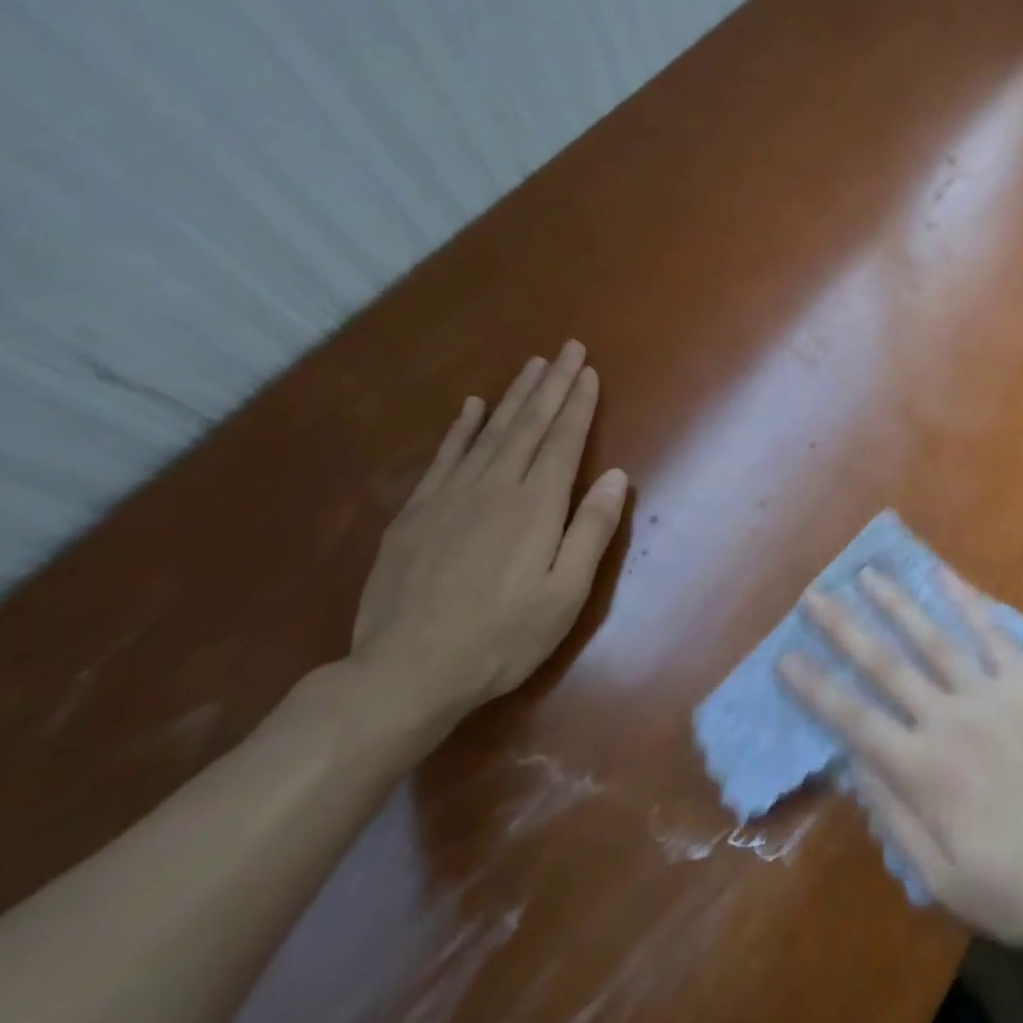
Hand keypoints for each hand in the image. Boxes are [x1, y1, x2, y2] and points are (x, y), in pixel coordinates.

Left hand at [349, 341, 628, 727]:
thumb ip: (592, 530)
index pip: (564, 440)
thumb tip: (617, 475)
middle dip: (551, 384)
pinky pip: (443, 457)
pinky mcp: (415, 514)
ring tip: (531, 365)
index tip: (589, 370)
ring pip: (489, 432)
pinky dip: (460, 428)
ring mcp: (449, 497)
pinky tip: (470, 407)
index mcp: (536, 505)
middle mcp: (494, 487)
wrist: (405, 674)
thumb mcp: (566, 593)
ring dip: (513, 396)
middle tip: (567, 348)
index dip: (578, 403)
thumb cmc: (502, 637)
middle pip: (528, 424)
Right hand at [780, 567, 1022, 948]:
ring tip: (869, 574)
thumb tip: (853, 764)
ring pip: (934, 638)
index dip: (816, 687)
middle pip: (886, 664)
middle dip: (845, 627)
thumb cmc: (1016, 886)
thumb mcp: (941, 878)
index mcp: (923, 771)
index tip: (786, 657)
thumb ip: (894, 817)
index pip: (854, 719)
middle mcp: (949, 720)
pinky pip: (994, 634)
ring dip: (897, 604)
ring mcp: (992, 695)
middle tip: (815, 594)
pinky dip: (968, 602)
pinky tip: (944, 575)